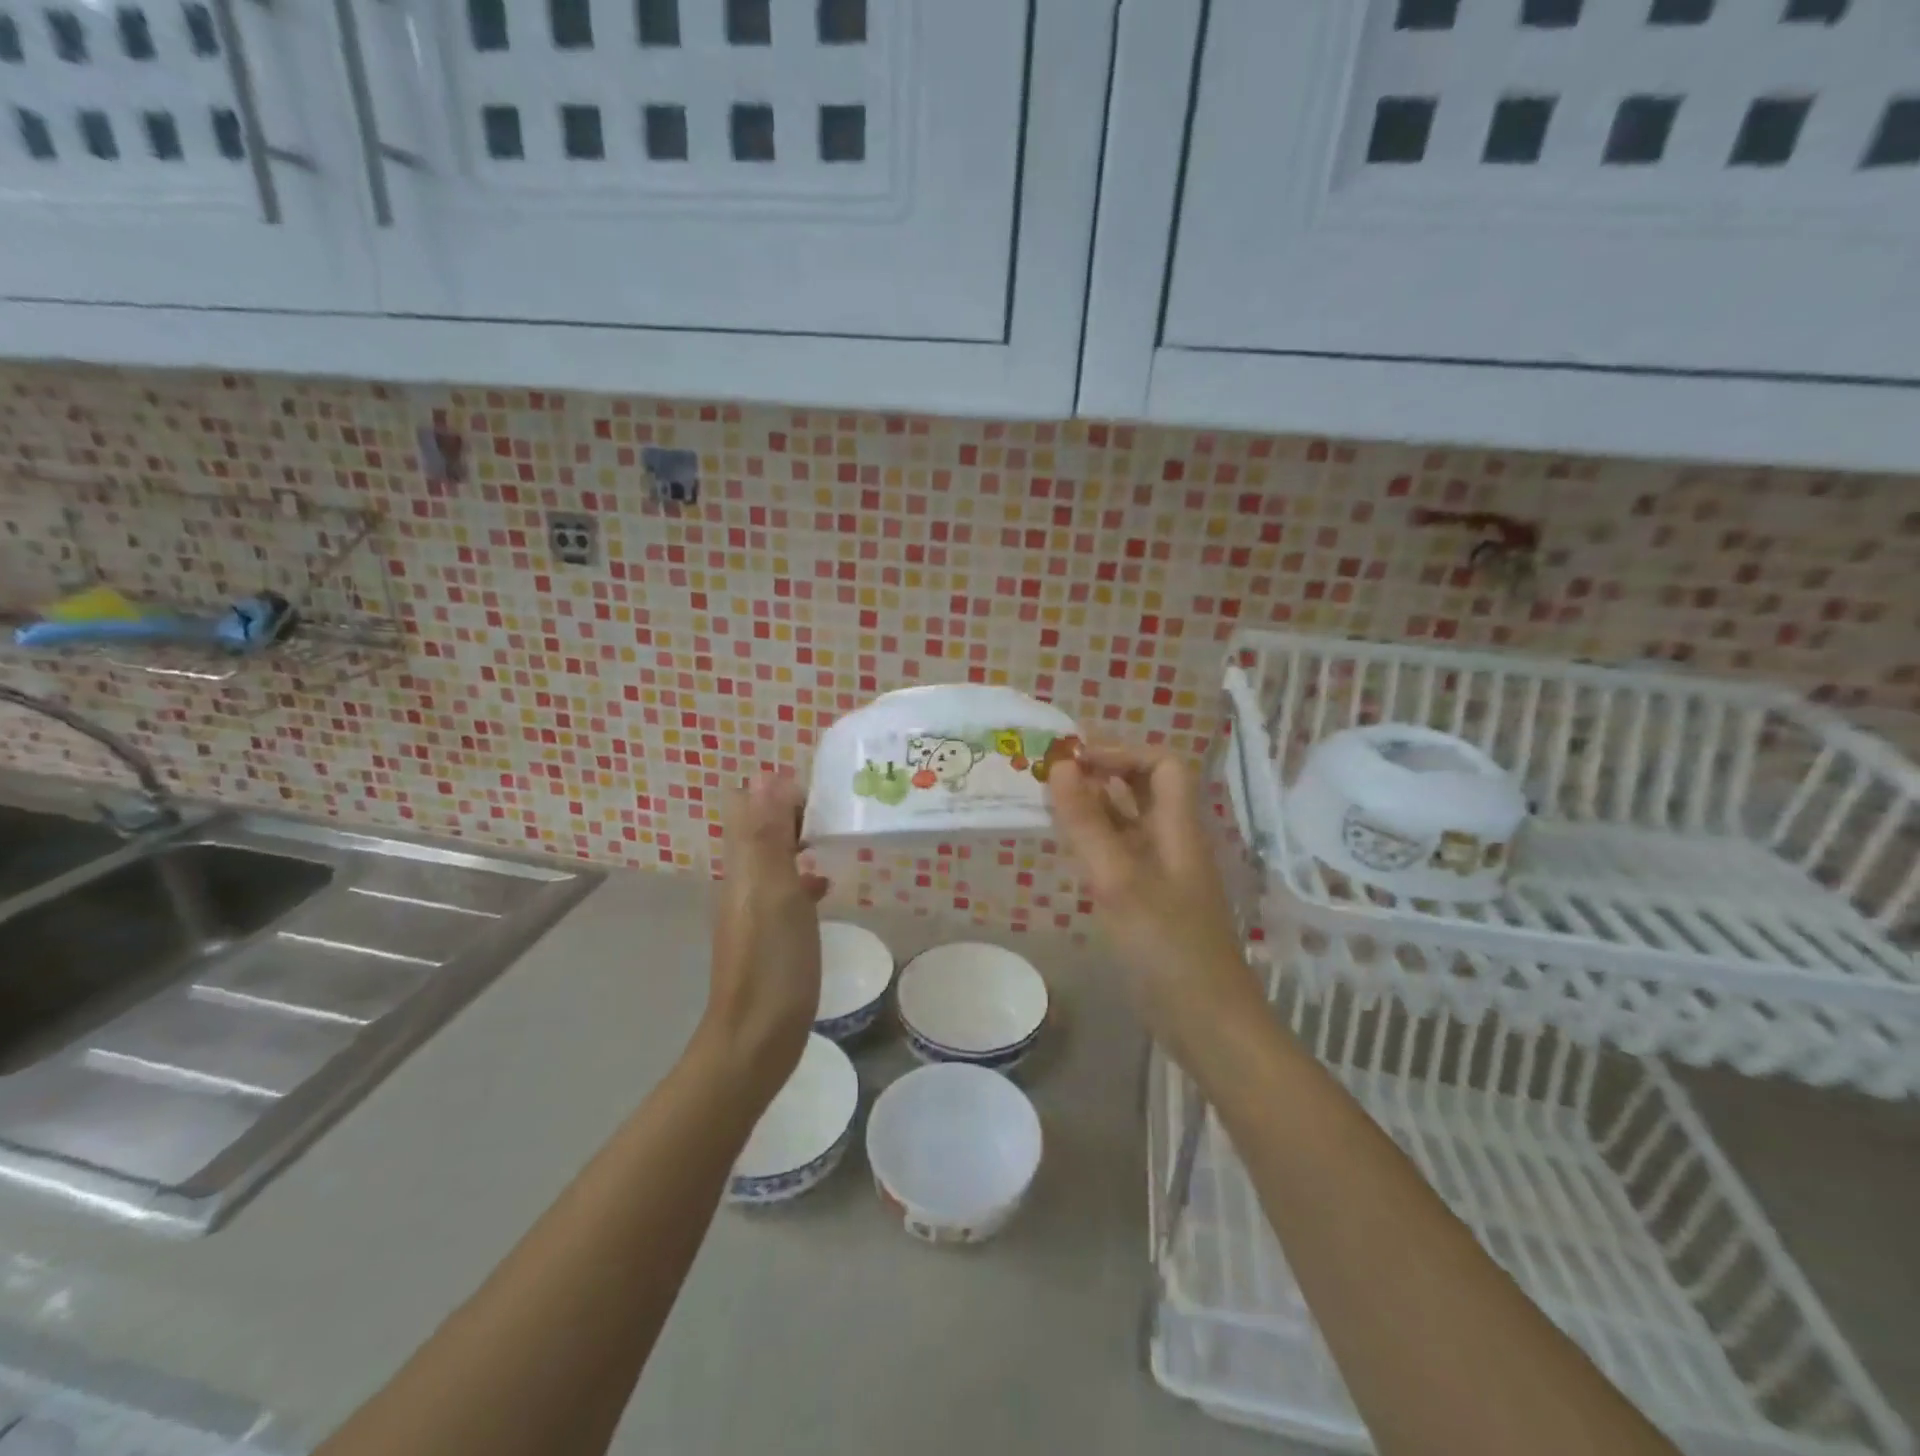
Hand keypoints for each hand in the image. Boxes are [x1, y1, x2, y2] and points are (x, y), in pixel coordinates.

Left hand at [703, 773, 828, 1097]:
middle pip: (762, 828)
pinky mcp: (770, 932)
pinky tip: (829, 886)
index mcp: (742, 864)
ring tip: (841, 840)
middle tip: (840, 815)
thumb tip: (766, 775)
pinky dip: (805, 877)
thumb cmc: (772, 961)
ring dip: (802, 842)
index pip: (748, 805)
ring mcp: (755, 907)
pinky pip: (786, 888)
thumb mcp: (775, 890)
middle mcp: (743, 879)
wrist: (757, 1036)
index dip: (780, 791)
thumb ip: (769, 834)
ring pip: (775, 857)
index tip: (823, 797)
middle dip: (795, 813)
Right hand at [1047, 744, 1259, 1045]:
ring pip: (1130, 822)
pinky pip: (1122, 854)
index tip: (1074, 761)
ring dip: (1095, 807)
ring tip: (1050, 806)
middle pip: (1145, 789)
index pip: (1163, 764)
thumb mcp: (1119, 881)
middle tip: (1052, 778)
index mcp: (1178, 828)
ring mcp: (1164, 874)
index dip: (1121, 752)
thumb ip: (1087, 824)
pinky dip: (1095, 842)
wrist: (1207, 1023)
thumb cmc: (1166, 948)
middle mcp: (1173, 842)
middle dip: (1102, 774)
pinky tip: (1068, 851)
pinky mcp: (1151, 902)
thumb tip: (1060, 767)